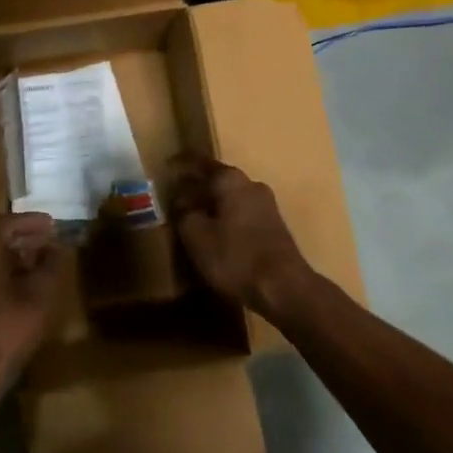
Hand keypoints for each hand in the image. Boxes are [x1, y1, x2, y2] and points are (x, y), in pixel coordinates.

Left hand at [0, 213, 63, 393]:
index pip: (5, 223)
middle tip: (48, 239)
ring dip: (13, 255)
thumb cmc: (8, 328)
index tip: (53, 223)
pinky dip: (3, 270)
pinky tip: (22, 284)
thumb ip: (51, 264)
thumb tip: (57, 248)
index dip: (31, 222)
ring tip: (40, 261)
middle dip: (22, 237)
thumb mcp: (40, 294)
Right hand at [168, 152, 313, 314]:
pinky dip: (225, 218)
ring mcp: (267, 206)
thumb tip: (182, 201)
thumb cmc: (235, 257)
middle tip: (175, 196)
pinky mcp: (274, 227)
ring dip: (212, 204)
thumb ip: (184, 213)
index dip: (182, 164)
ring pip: (231, 197)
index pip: (200, 163)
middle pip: (218, 180)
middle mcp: (251, 185)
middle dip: (197, 187)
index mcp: (230, 180)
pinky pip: (242, 213)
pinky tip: (215, 234)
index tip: (167, 166)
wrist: (285, 289)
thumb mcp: (196, 236)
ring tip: (192, 217)